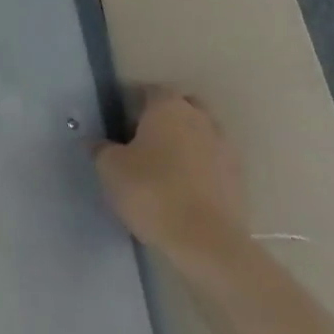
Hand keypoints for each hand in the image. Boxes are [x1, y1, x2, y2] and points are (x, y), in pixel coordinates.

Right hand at [95, 87, 248, 266]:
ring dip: (185, 145)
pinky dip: (200, 170)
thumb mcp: (111, 169)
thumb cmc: (152, 192)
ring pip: (200, 134)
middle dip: (164, 120)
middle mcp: (200, 118)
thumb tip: (96, 142)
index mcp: (168, 106)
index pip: (149, 91)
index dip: (133, 104)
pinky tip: (184, 191)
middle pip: (180, 108)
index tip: (120, 125)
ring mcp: (224, 147)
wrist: (206, 243)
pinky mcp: (238, 179)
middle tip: (143, 143)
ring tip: (165, 170)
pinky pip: (213, 163)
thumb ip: (101, 149)